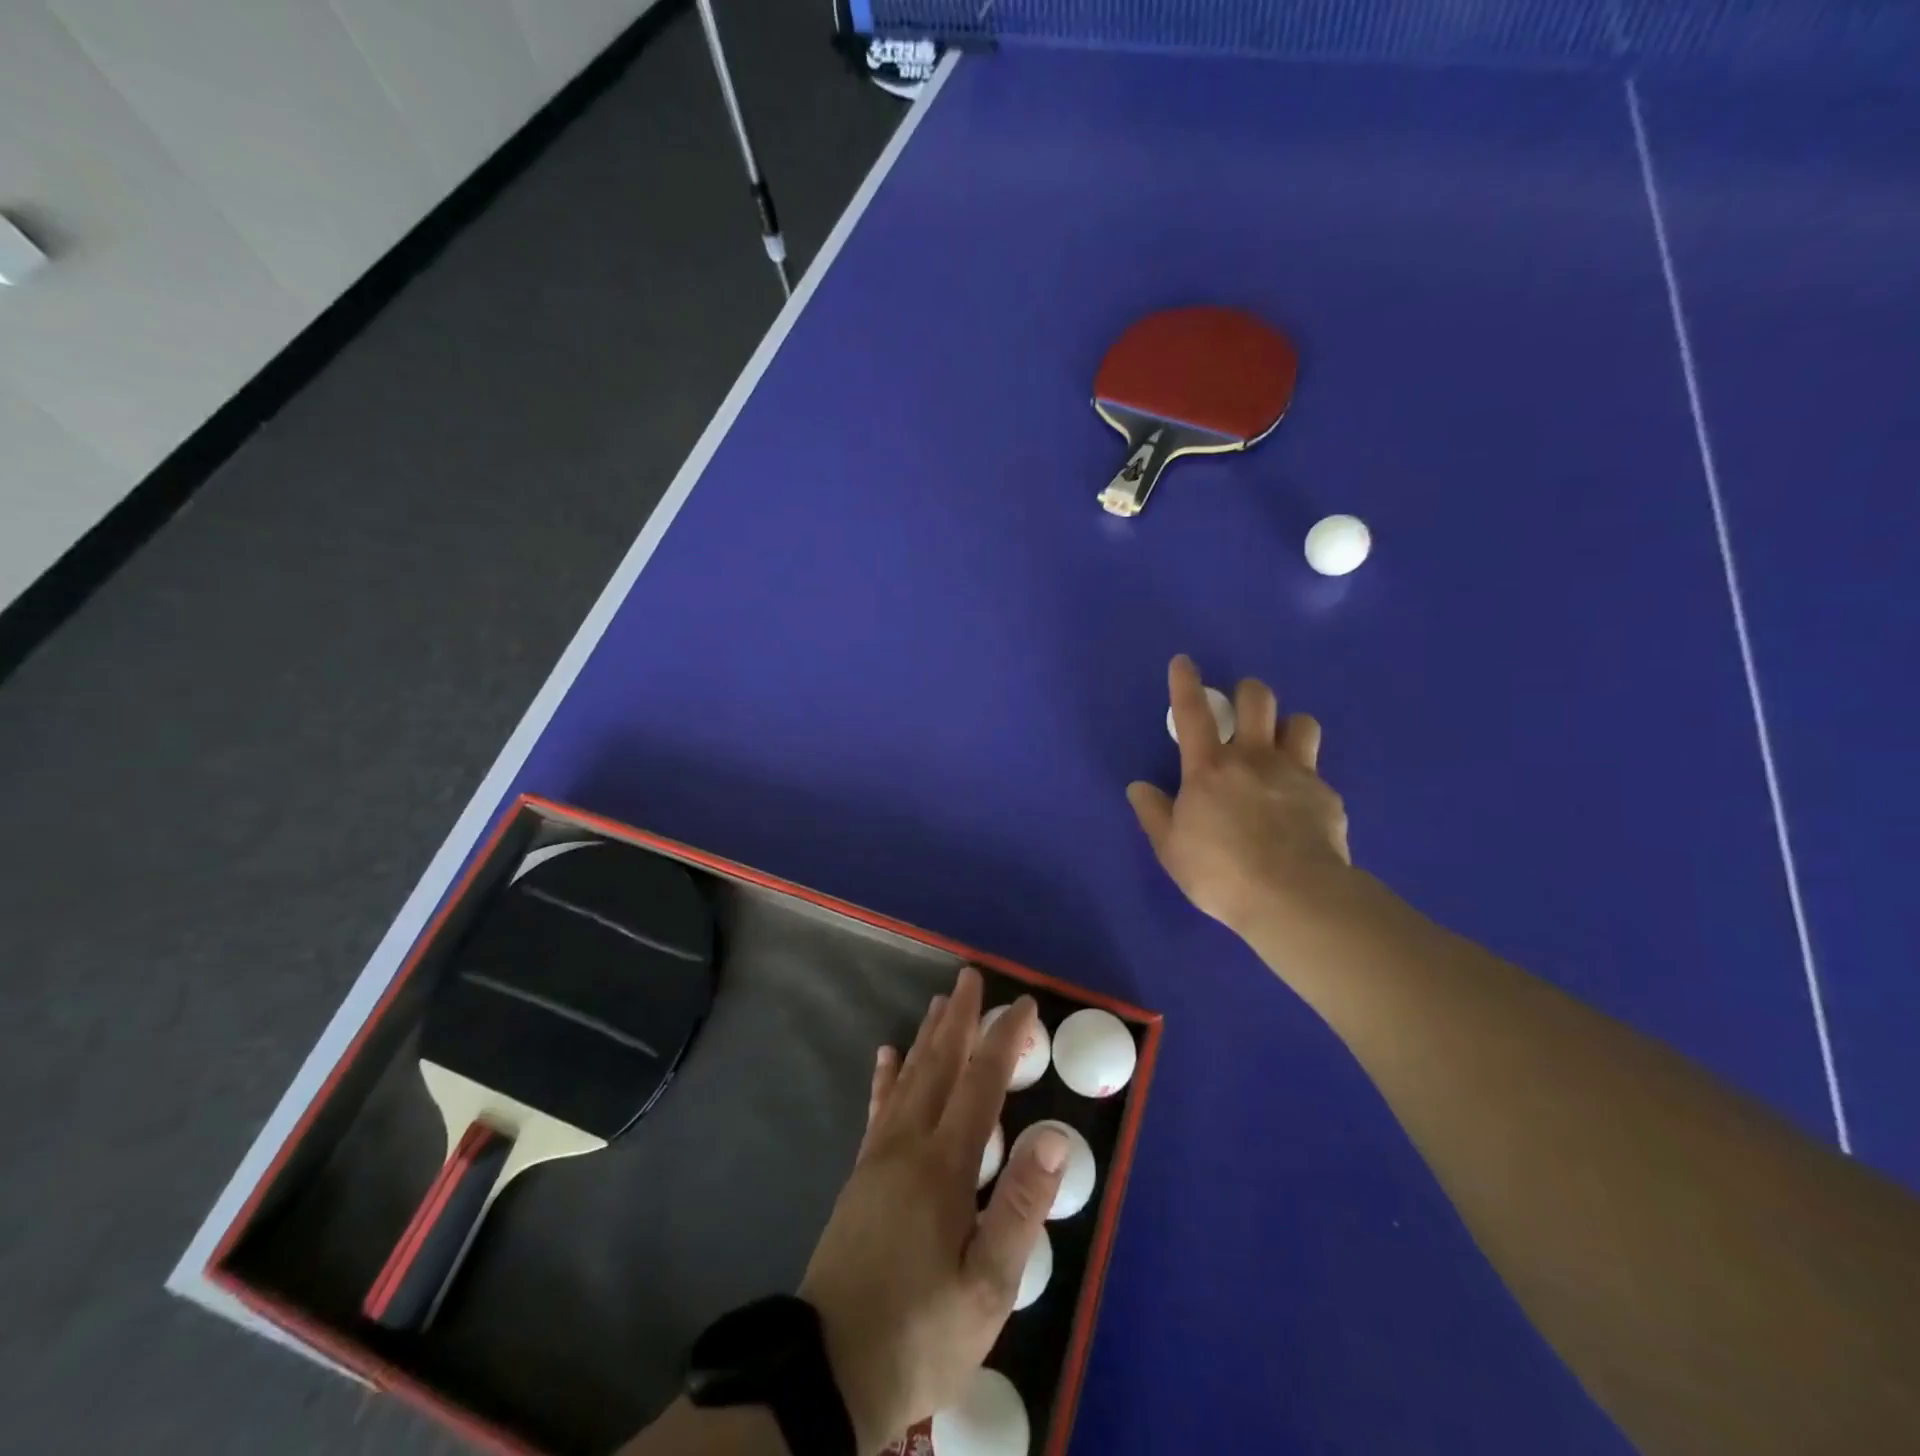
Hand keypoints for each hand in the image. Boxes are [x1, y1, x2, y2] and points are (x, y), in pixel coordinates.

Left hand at [798, 968, 1066, 1452]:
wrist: (827, 1373)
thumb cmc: (922, 1332)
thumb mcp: (987, 1287)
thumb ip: (1021, 1207)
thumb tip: (1055, 1136)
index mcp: (946, 1165)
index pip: (982, 1083)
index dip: (1005, 1040)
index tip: (1024, 1005)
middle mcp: (910, 1145)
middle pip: (940, 1066)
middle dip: (960, 1019)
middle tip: (971, 977)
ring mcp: (880, 1157)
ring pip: (908, 1079)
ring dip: (928, 1037)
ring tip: (939, 1003)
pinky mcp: (861, 1176)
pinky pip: (878, 1109)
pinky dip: (886, 1077)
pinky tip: (887, 1056)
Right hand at [1127, 655, 1351, 940]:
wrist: (1293, 896)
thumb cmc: (1220, 872)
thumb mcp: (1170, 848)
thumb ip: (1153, 813)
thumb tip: (1139, 787)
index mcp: (1209, 768)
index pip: (1193, 713)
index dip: (1185, 683)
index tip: (1184, 661)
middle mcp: (1254, 758)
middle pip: (1257, 699)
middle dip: (1248, 692)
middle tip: (1242, 707)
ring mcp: (1296, 772)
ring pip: (1301, 722)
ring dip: (1288, 727)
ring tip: (1281, 747)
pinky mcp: (1326, 795)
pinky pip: (1318, 772)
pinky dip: (1306, 779)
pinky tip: (1301, 806)